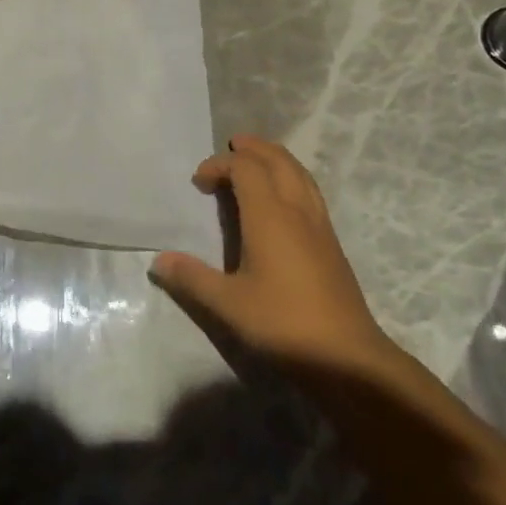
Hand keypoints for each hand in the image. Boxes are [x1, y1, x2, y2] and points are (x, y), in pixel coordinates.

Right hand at [150, 135, 394, 364]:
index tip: (199, 183)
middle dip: (253, 149)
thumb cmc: (283, 324)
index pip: (246, 168)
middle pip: (278, 160)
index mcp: (270, 216)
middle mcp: (298, 211)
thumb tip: (158, 261)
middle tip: (231, 148)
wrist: (347, 357)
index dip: (220, 165)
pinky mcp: (332, 244)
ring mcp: (320, 226)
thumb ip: (191, 278)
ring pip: (300, 174)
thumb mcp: (227, 304)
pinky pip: (310, 192)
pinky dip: (291, 179)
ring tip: (256, 163)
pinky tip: (282, 202)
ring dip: (276, 160)